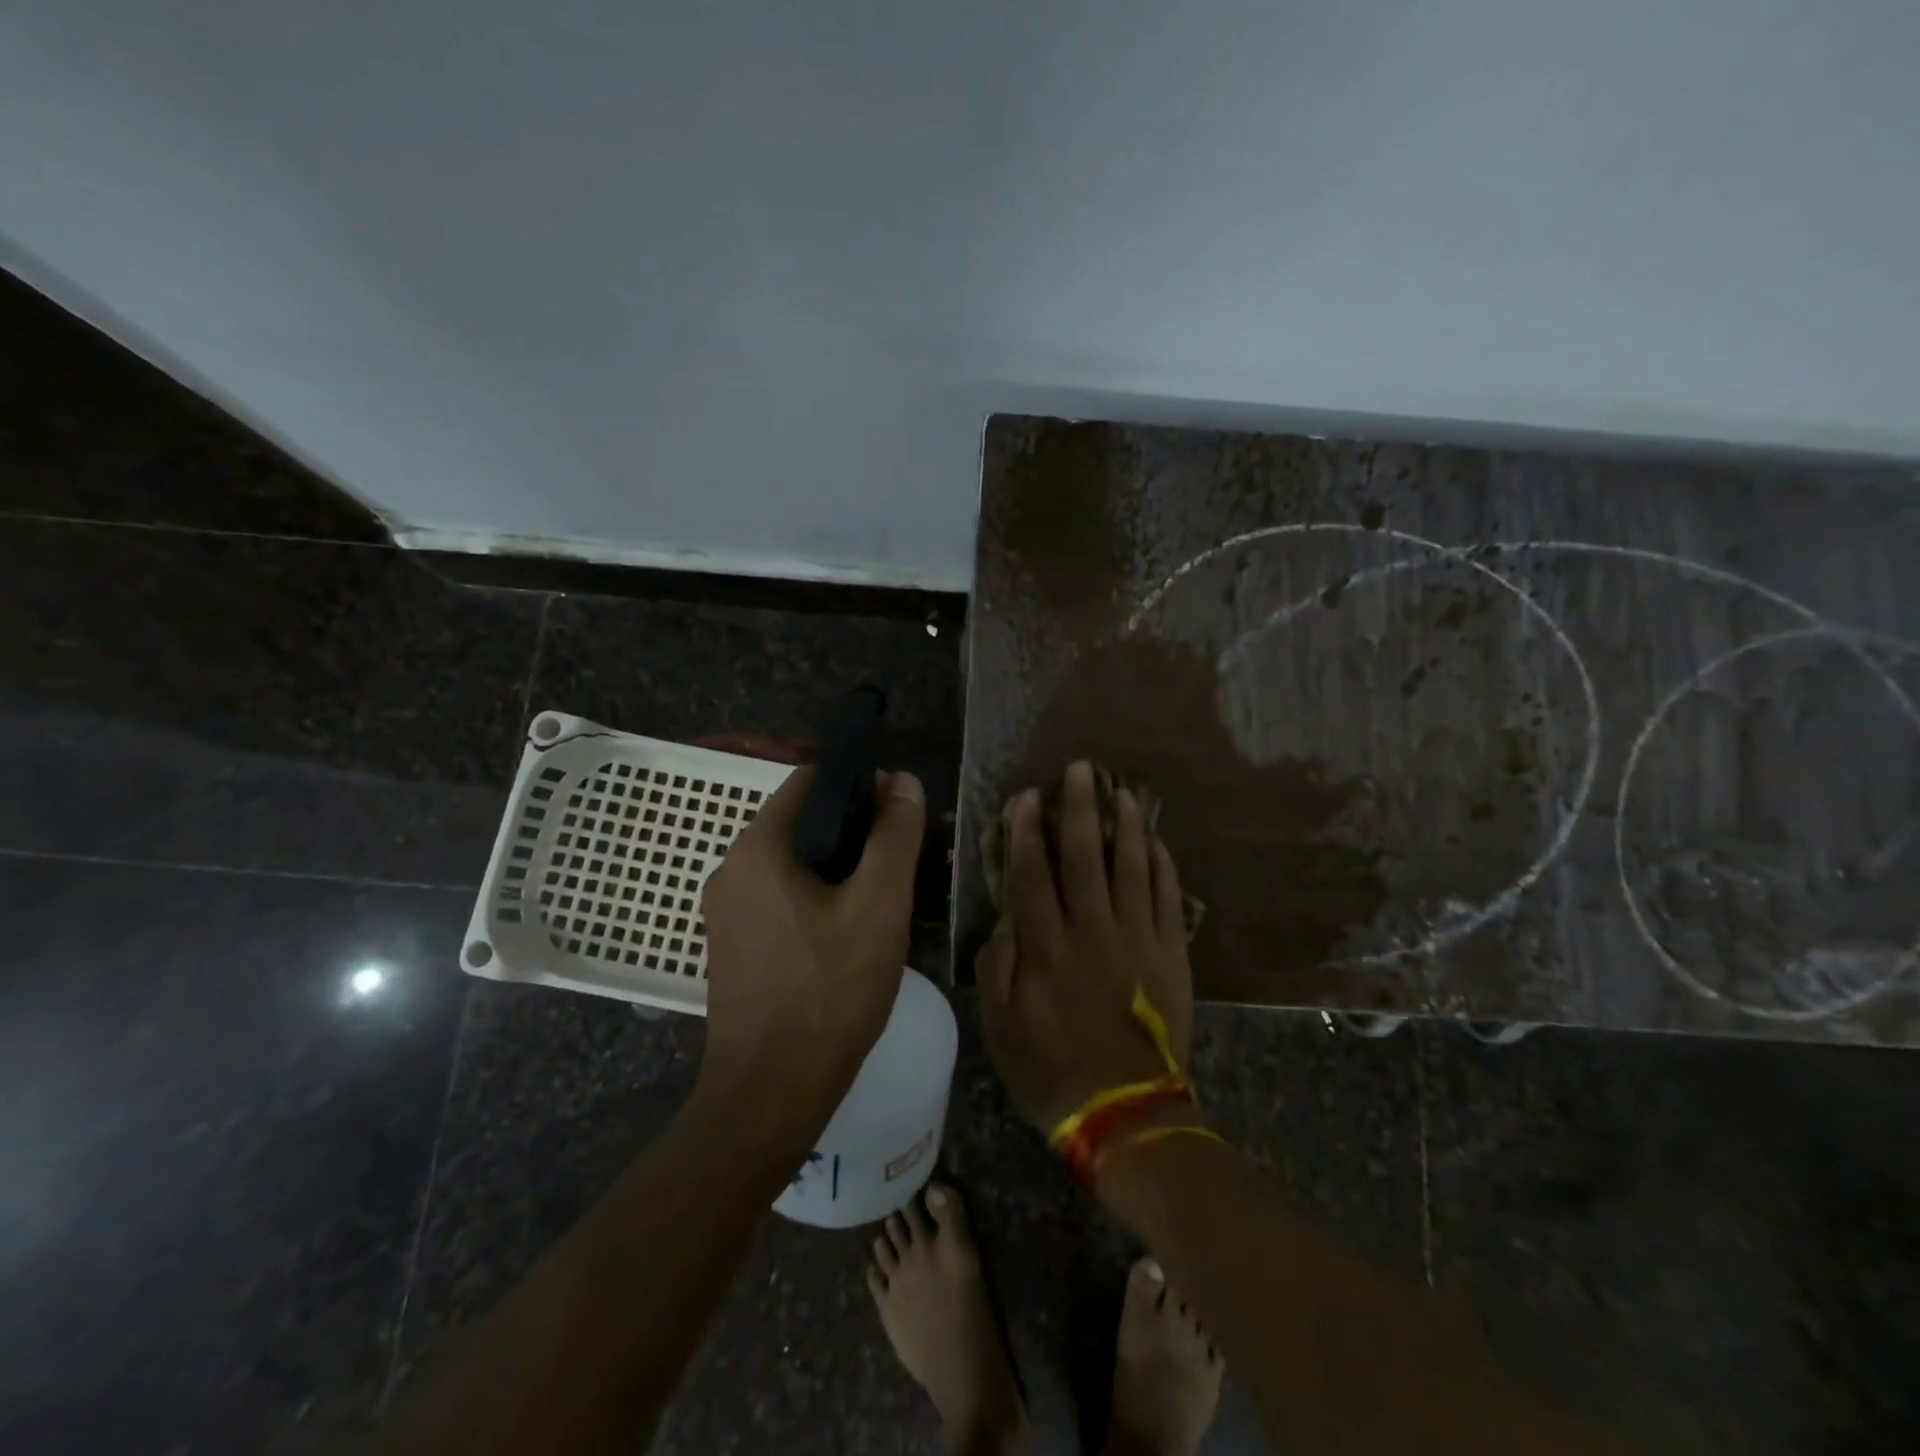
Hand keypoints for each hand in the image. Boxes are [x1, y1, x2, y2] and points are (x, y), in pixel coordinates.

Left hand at [696, 766, 925, 1141]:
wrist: (770, 1093)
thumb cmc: (829, 991)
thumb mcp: (879, 905)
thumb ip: (894, 835)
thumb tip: (904, 781)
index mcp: (757, 846)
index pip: (810, 779)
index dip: (860, 783)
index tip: (900, 809)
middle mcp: (730, 868)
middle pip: (801, 821)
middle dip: (853, 828)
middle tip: (901, 857)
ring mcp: (725, 910)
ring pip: (792, 862)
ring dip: (837, 865)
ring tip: (883, 893)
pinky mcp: (732, 944)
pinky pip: (779, 897)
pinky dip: (815, 896)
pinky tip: (849, 929)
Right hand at [978, 761, 1195, 1134]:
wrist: (1126, 1113)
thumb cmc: (1051, 1071)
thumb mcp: (1000, 1027)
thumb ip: (996, 967)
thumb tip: (1005, 921)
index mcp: (1046, 948)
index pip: (1031, 875)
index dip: (1026, 832)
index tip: (1027, 796)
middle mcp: (1091, 931)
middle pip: (1083, 857)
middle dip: (1078, 809)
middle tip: (1081, 769)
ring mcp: (1138, 939)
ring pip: (1131, 868)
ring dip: (1125, 827)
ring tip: (1122, 792)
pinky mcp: (1173, 954)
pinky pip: (1170, 899)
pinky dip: (1164, 867)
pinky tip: (1158, 843)